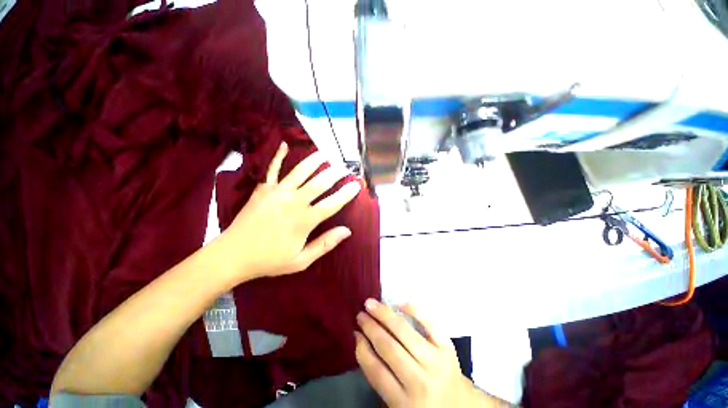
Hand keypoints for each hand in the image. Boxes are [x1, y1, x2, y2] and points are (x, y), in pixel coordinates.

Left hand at [218, 142, 361, 281]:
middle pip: (320, 183)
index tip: (356, 185)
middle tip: (344, 168)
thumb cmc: (269, 260)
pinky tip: (284, 145)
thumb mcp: (301, 260)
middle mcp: (294, 201)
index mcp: (304, 220)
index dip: (346, 194)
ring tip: (325, 154)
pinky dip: (279, 156)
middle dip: (335, 173)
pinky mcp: (263, 189)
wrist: (233, 255)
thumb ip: (325, 244)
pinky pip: (272, 169)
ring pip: (301, 172)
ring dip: (314, 161)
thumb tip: (347, 231)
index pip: (332, 203)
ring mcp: (277, 192)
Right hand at [355, 300, 483, 407]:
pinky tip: (398, 303)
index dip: (362, 348)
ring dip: (384, 314)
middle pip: (388, 347)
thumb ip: (379, 376)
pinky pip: (429, 322)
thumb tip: (361, 340)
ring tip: (371, 304)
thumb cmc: (423, 405)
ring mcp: (436, 361)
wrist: (460, 407)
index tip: (355, 332)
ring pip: (404, 331)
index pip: (376, 370)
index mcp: (405, 403)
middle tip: (360, 314)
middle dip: (370, 327)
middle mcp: (420, 381)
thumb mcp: (397, 404)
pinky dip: (413, 309)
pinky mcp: (447, 347)